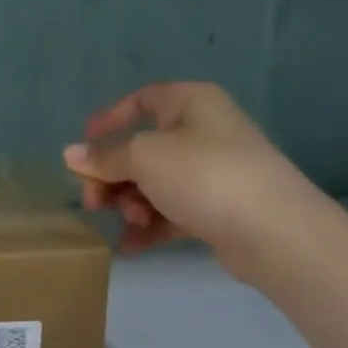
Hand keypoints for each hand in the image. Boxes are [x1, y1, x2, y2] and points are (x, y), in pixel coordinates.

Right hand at [63, 82, 323, 275]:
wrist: (276, 233)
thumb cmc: (204, 175)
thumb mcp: (144, 158)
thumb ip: (104, 158)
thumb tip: (70, 155)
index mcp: (191, 103)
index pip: (141, 100)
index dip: (109, 119)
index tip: (83, 146)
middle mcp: (203, 131)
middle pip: (142, 149)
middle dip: (114, 177)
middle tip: (95, 201)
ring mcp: (214, 172)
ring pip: (155, 183)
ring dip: (132, 203)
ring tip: (130, 223)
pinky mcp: (219, 208)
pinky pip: (173, 211)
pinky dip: (150, 226)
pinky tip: (130, 247)